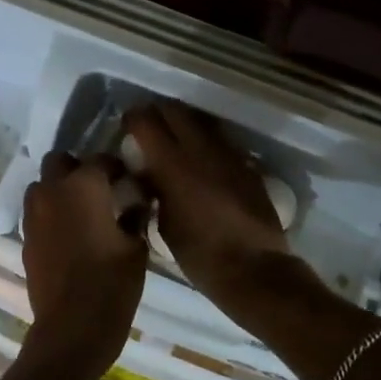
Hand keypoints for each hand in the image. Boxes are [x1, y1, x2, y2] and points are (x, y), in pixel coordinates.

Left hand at [19, 151, 147, 373]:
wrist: (71, 328)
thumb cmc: (112, 283)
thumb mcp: (136, 248)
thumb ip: (135, 217)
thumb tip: (137, 204)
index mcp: (84, 186)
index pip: (101, 160)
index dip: (117, 167)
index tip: (129, 181)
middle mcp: (53, 192)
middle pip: (59, 162)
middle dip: (78, 169)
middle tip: (100, 189)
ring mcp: (33, 216)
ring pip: (41, 186)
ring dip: (59, 189)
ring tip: (81, 211)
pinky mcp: (26, 239)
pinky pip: (36, 213)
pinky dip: (50, 214)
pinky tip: (70, 235)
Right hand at [123, 103, 309, 311]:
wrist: (254, 270)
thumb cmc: (200, 255)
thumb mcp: (164, 225)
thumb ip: (154, 191)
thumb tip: (149, 175)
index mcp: (172, 164)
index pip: (145, 121)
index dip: (131, 119)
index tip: (126, 129)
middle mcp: (200, 149)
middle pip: (174, 110)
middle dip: (158, 113)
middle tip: (148, 129)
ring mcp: (228, 154)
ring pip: (201, 121)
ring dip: (184, 125)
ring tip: (175, 143)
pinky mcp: (247, 165)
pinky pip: (221, 141)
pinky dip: (206, 143)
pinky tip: (202, 163)